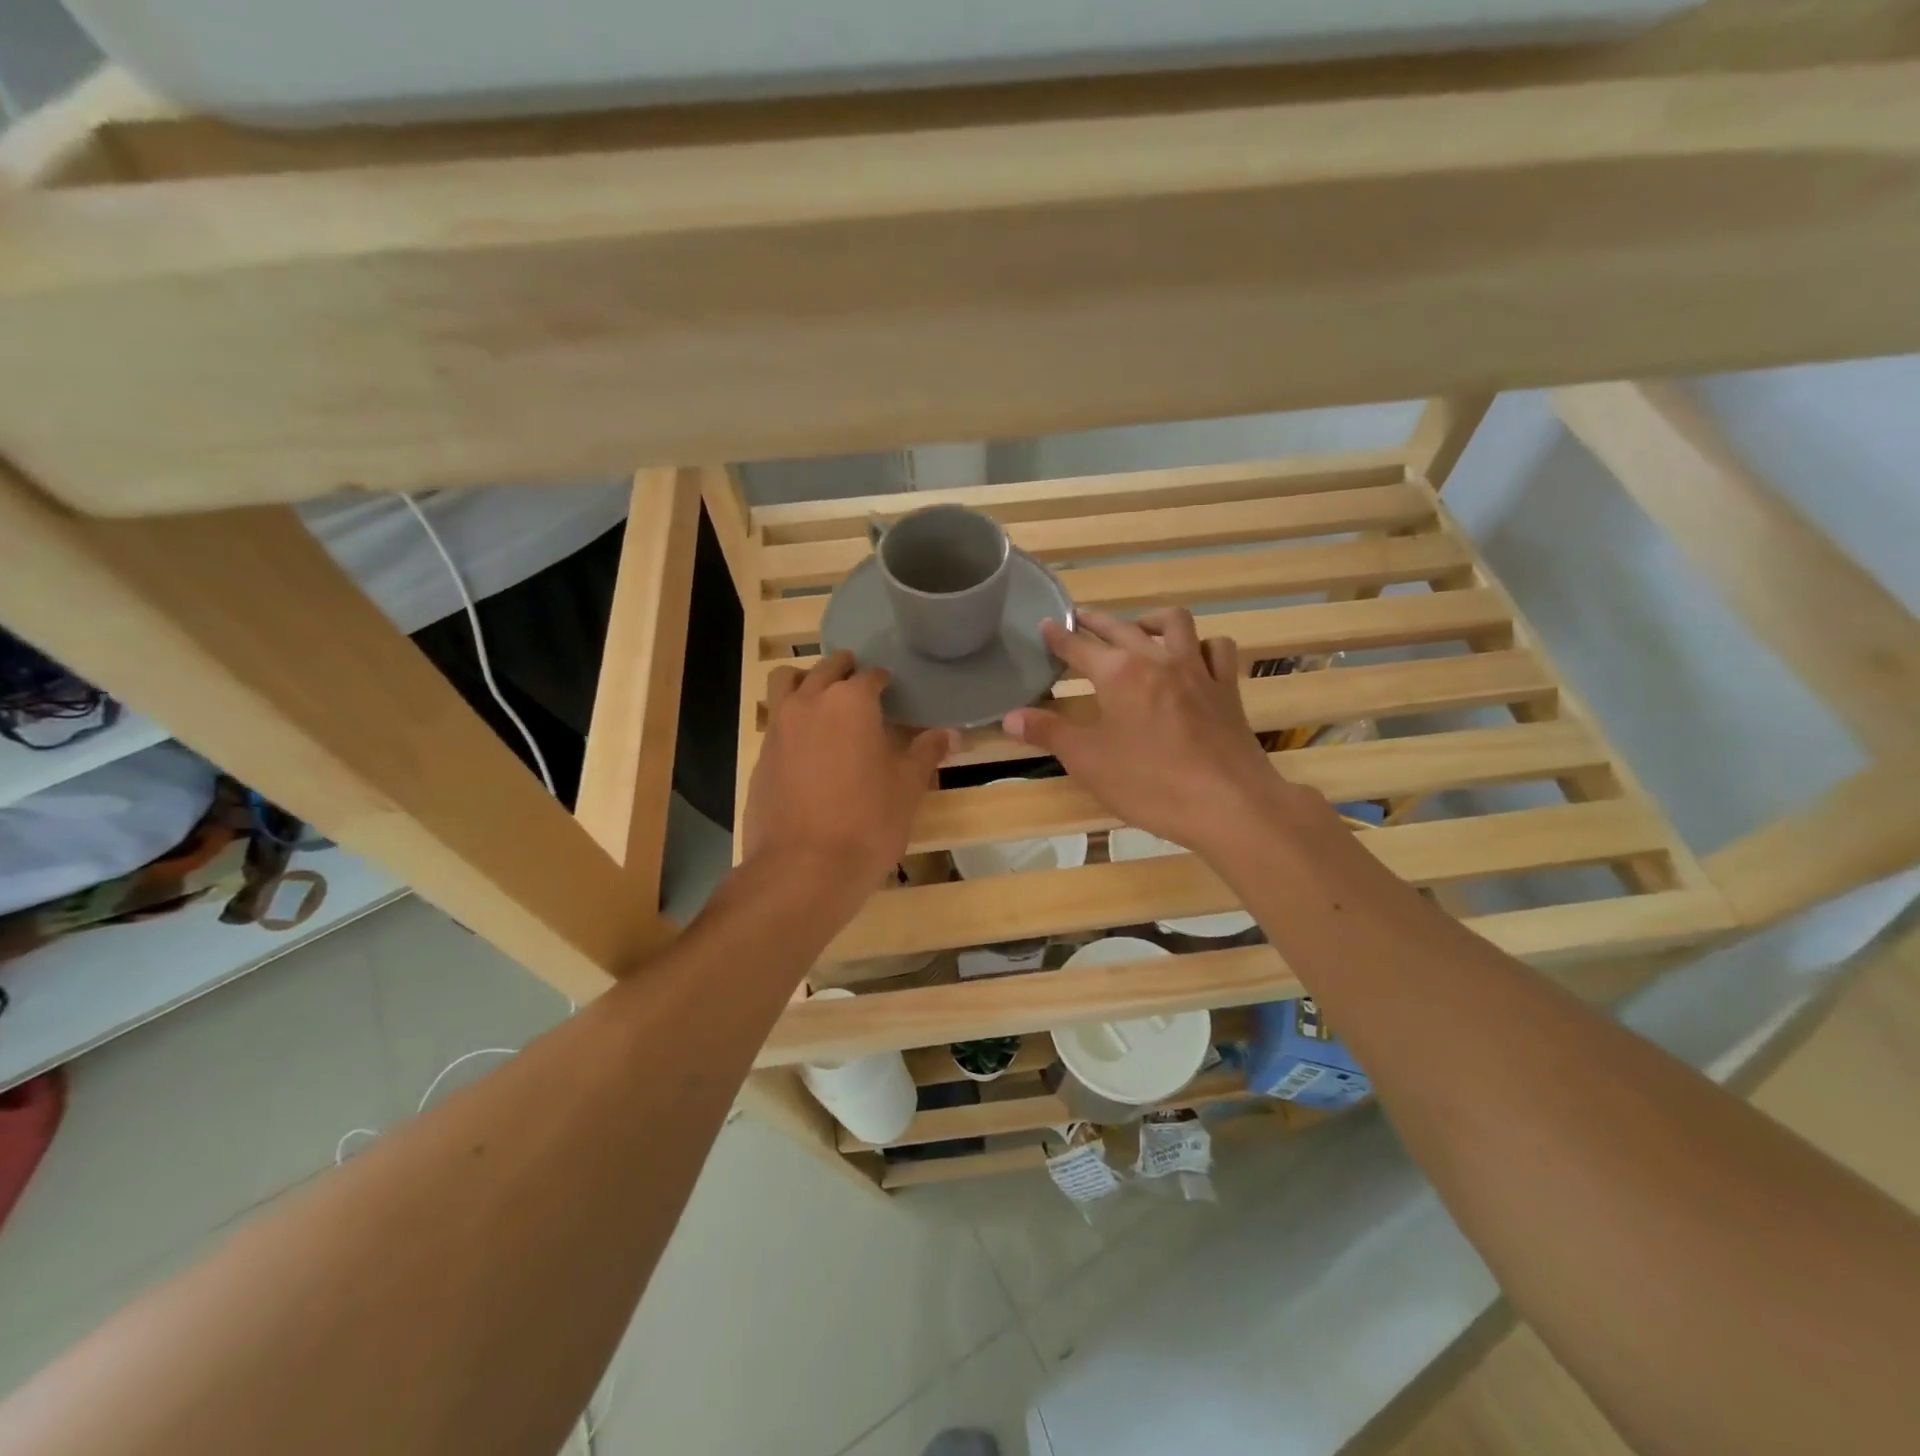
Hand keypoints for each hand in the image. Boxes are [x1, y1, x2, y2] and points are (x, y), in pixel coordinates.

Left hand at [744, 651, 957, 887]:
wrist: (803, 869)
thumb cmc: (867, 822)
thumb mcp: (907, 787)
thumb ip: (926, 753)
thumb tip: (952, 734)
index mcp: (851, 702)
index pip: (870, 676)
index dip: (884, 682)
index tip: (892, 693)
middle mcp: (810, 702)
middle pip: (826, 668)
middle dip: (845, 671)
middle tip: (861, 689)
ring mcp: (778, 727)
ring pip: (787, 682)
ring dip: (806, 681)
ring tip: (823, 701)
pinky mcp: (760, 754)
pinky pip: (775, 720)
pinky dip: (791, 719)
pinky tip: (806, 747)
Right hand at [1002, 608, 1294, 854]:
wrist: (1228, 804)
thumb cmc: (1150, 784)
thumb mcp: (1088, 762)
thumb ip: (1048, 733)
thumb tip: (1009, 716)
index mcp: (1118, 674)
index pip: (1079, 647)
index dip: (1059, 637)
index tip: (1048, 625)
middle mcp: (1157, 659)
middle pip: (1122, 628)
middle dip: (1097, 621)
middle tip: (1081, 619)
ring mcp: (1197, 670)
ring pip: (1175, 624)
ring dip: (1151, 620)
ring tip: (1138, 628)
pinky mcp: (1227, 688)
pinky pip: (1217, 649)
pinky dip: (1201, 645)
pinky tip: (1194, 657)